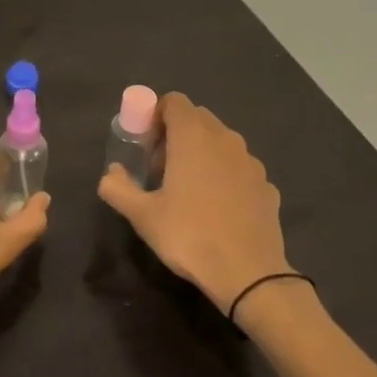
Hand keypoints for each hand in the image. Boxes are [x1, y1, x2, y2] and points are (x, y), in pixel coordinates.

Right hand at [98, 93, 288, 313]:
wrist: (248, 274)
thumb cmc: (189, 236)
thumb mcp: (142, 216)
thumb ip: (118, 188)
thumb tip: (109, 174)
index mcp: (193, 137)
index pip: (174, 102)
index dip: (156, 116)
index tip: (146, 145)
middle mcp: (225, 139)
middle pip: (198, 118)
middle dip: (177, 133)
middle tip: (161, 168)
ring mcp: (251, 161)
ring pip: (221, 142)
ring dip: (202, 153)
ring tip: (188, 189)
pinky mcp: (267, 185)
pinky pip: (239, 168)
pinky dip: (225, 175)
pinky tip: (217, 208)